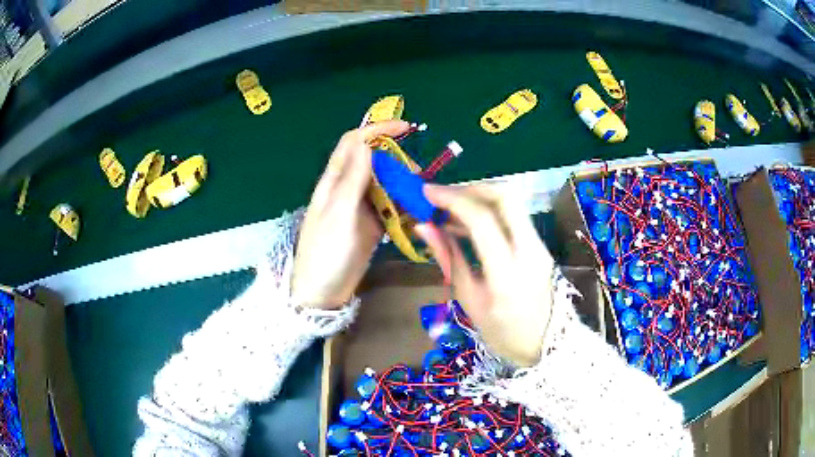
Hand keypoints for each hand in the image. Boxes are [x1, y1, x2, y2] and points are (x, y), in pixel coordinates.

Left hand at [292, 120, 409, 309]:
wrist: (322, 292)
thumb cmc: (326, 252)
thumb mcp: (339, 213)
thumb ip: (353, 178)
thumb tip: (366, 142)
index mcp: (335, 181)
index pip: (355, 142)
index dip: (378, 130)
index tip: (407, 129)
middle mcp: (348, 189)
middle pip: (375, 161)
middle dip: (398, 161)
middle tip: (417, 177)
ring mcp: (360, 207)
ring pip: (386, 184)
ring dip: (404, 184)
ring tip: (420, 197)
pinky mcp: (371, 225)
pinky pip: (390, 206)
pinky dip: (404, 205)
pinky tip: (417, 212)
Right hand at [415, 185, 555, 366]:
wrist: (546, 344)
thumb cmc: (502, 333)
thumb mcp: (469, 300)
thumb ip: (449, 258)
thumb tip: (423, 226)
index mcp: (507, 274)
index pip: (482, 220)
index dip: (452, 199)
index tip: (427, 191)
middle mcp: (529, 251)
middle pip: (505, 197)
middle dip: (470, 188)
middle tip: (443, 196)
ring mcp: (539, 245)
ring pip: (511, 203)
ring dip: (479, 198)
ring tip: (449, 210)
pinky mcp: (539, 244)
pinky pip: (514, 216)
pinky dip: (489, 211)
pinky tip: (467, 224)